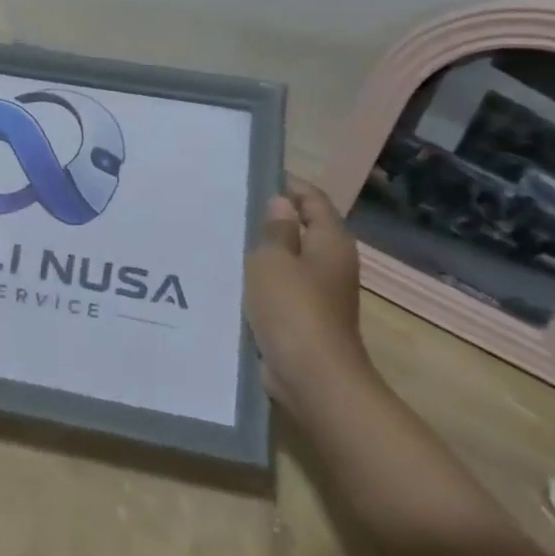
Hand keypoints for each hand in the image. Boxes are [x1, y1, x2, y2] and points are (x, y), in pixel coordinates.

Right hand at [244, 177, 370, 407]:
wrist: (313, 378)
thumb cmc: (293, 309)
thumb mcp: (274, 260)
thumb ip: (275, 229)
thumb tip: (280, 204)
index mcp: (330, 241)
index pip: (312, 198)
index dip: (286, 185)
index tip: (250, 177)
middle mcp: (331, 263)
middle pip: (301, 227)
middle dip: (269, 217)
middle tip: (229, 206)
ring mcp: (320, 292)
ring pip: (289, 259)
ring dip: (263, 251)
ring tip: (224, 238)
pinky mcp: (304, 317)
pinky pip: (280, 287)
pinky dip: (261, 280)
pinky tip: (232, 277)